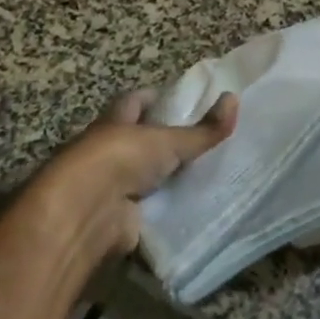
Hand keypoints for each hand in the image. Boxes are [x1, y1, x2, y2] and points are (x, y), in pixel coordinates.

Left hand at [23, 89, 236, 267]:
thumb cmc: (120, 159)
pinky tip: (187, 210)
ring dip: (160, 178)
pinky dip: (160, 211)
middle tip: (199, 141)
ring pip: (140, 176)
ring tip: (201, 175)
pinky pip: (143, 211)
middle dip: (161, 141)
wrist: (83, 214)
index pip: (134, 102)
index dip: (155, 99)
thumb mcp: (168, 141)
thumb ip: (203, 129)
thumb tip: (235, 99)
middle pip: (136, 140)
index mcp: (115, 121)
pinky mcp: (112, 219)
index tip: (181, 101)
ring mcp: (107, 186)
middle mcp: (107, 150)